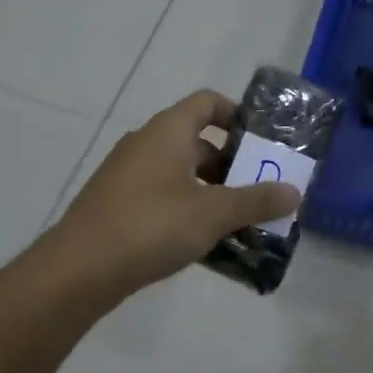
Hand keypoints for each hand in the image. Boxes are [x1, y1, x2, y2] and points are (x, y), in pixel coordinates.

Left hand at [52, 90, 301, 293]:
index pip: (208, 102)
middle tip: (261, 189)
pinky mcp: (117, 203)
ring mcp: (128, 173)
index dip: (237, 114)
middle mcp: (146, 142)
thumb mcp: (212, 214)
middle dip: (232, 164)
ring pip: (181, 172)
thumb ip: (255, 201)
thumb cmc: (151, 226)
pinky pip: (163, 195)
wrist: (77, 270)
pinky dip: (187, 208)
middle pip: (198, 140)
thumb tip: (294, 191)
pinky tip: (204, 240)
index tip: (263, 140)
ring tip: (240, 220)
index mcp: (168, 130)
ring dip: (211, 191)